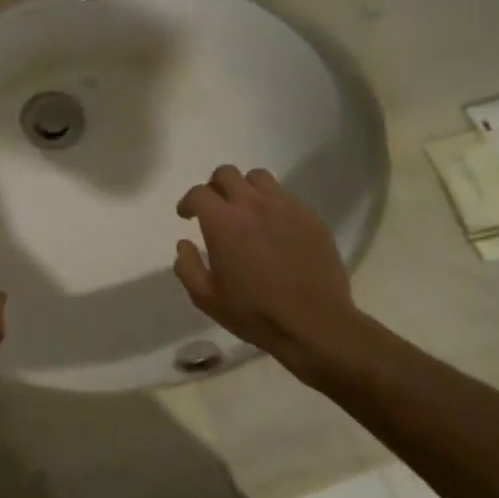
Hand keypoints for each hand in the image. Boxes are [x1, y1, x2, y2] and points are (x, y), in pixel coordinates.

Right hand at [173, 167, 362, 378]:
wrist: (314, 323)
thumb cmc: (254, 312)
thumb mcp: (205, 298)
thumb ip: (187, 266)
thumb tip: (184, 244)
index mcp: (223, 222)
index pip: (199, 193)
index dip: (188, 202)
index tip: (187, 216)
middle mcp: (253, 205)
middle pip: (227, 174)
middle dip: (214, 187)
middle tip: (215, 209)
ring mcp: (286, 208)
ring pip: (259, 178)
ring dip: (245, 189)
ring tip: (246, 211)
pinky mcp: (311, 218)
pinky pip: (286, 197)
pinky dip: (272, 204)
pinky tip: (274, 229)